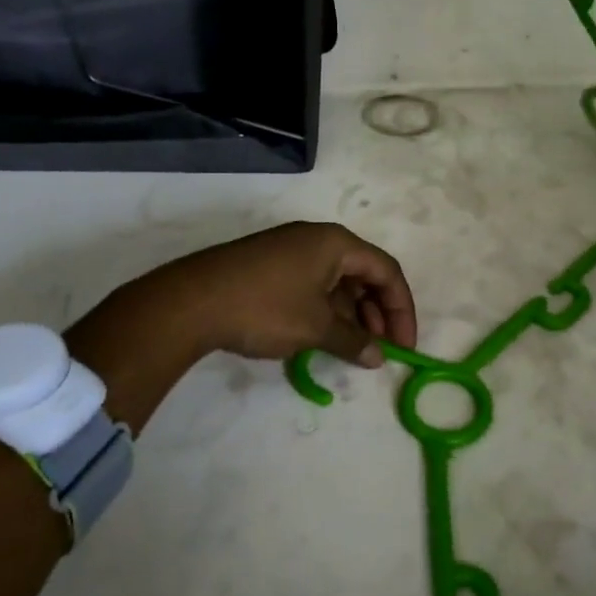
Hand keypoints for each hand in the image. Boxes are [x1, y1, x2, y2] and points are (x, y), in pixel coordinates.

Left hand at [145, 221, 417, 367]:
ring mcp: (291, 250)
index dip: (401, 309)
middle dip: (377, 312)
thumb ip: (353, 341)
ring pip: (337, 280)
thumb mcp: (315, 327)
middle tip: (380, 349)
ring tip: (353, 348)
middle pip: (363, 273)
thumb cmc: (265, 308)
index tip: (404, 346)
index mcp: (337, 243)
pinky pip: (314, 284)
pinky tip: (323, 336)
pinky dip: (326, 309)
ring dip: (352, 314)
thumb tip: (377, 357)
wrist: (191, 301)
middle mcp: (318, 239)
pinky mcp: (271, 265)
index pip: (386, 270)